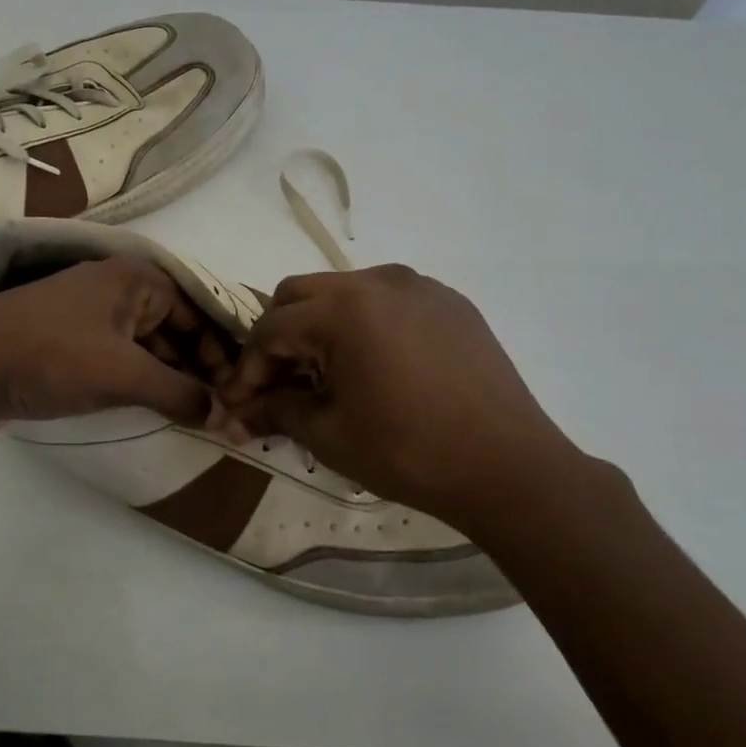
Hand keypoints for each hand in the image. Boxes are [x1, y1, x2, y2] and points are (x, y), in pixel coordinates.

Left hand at [0, 257, 228, 435]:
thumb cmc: (53, 356)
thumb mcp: (125, 374)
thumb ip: (181, 394)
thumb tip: (227, 418)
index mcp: (136, 279)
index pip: (198, 313)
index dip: (222, 353)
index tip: (239, 393)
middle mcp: (117, 289)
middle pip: (175, 329)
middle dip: (199, 369)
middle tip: (222, 411)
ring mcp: (90, 317)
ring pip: (147, 347)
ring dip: (171, 379)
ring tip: (196, 416)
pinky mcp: (69, 345)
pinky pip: (120, 360)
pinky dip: (141, 383)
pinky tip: (157, 410)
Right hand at [217, 265, 583, 520]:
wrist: (507, 466)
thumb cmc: (409, 452)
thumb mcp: (330, 435)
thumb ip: (277, 410)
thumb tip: (238, 411)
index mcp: (344, 309)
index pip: (271, 328)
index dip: (248, 368)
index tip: (239, 404)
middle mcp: (379, 280)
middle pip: (300, 294)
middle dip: (279, 336)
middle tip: (281, 383)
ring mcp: (420, 286)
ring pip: (345, 290)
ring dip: (321, 325)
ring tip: (329, 374)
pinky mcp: (450, 301)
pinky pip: (389, 299)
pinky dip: (366, 324)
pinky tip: (378, 366)